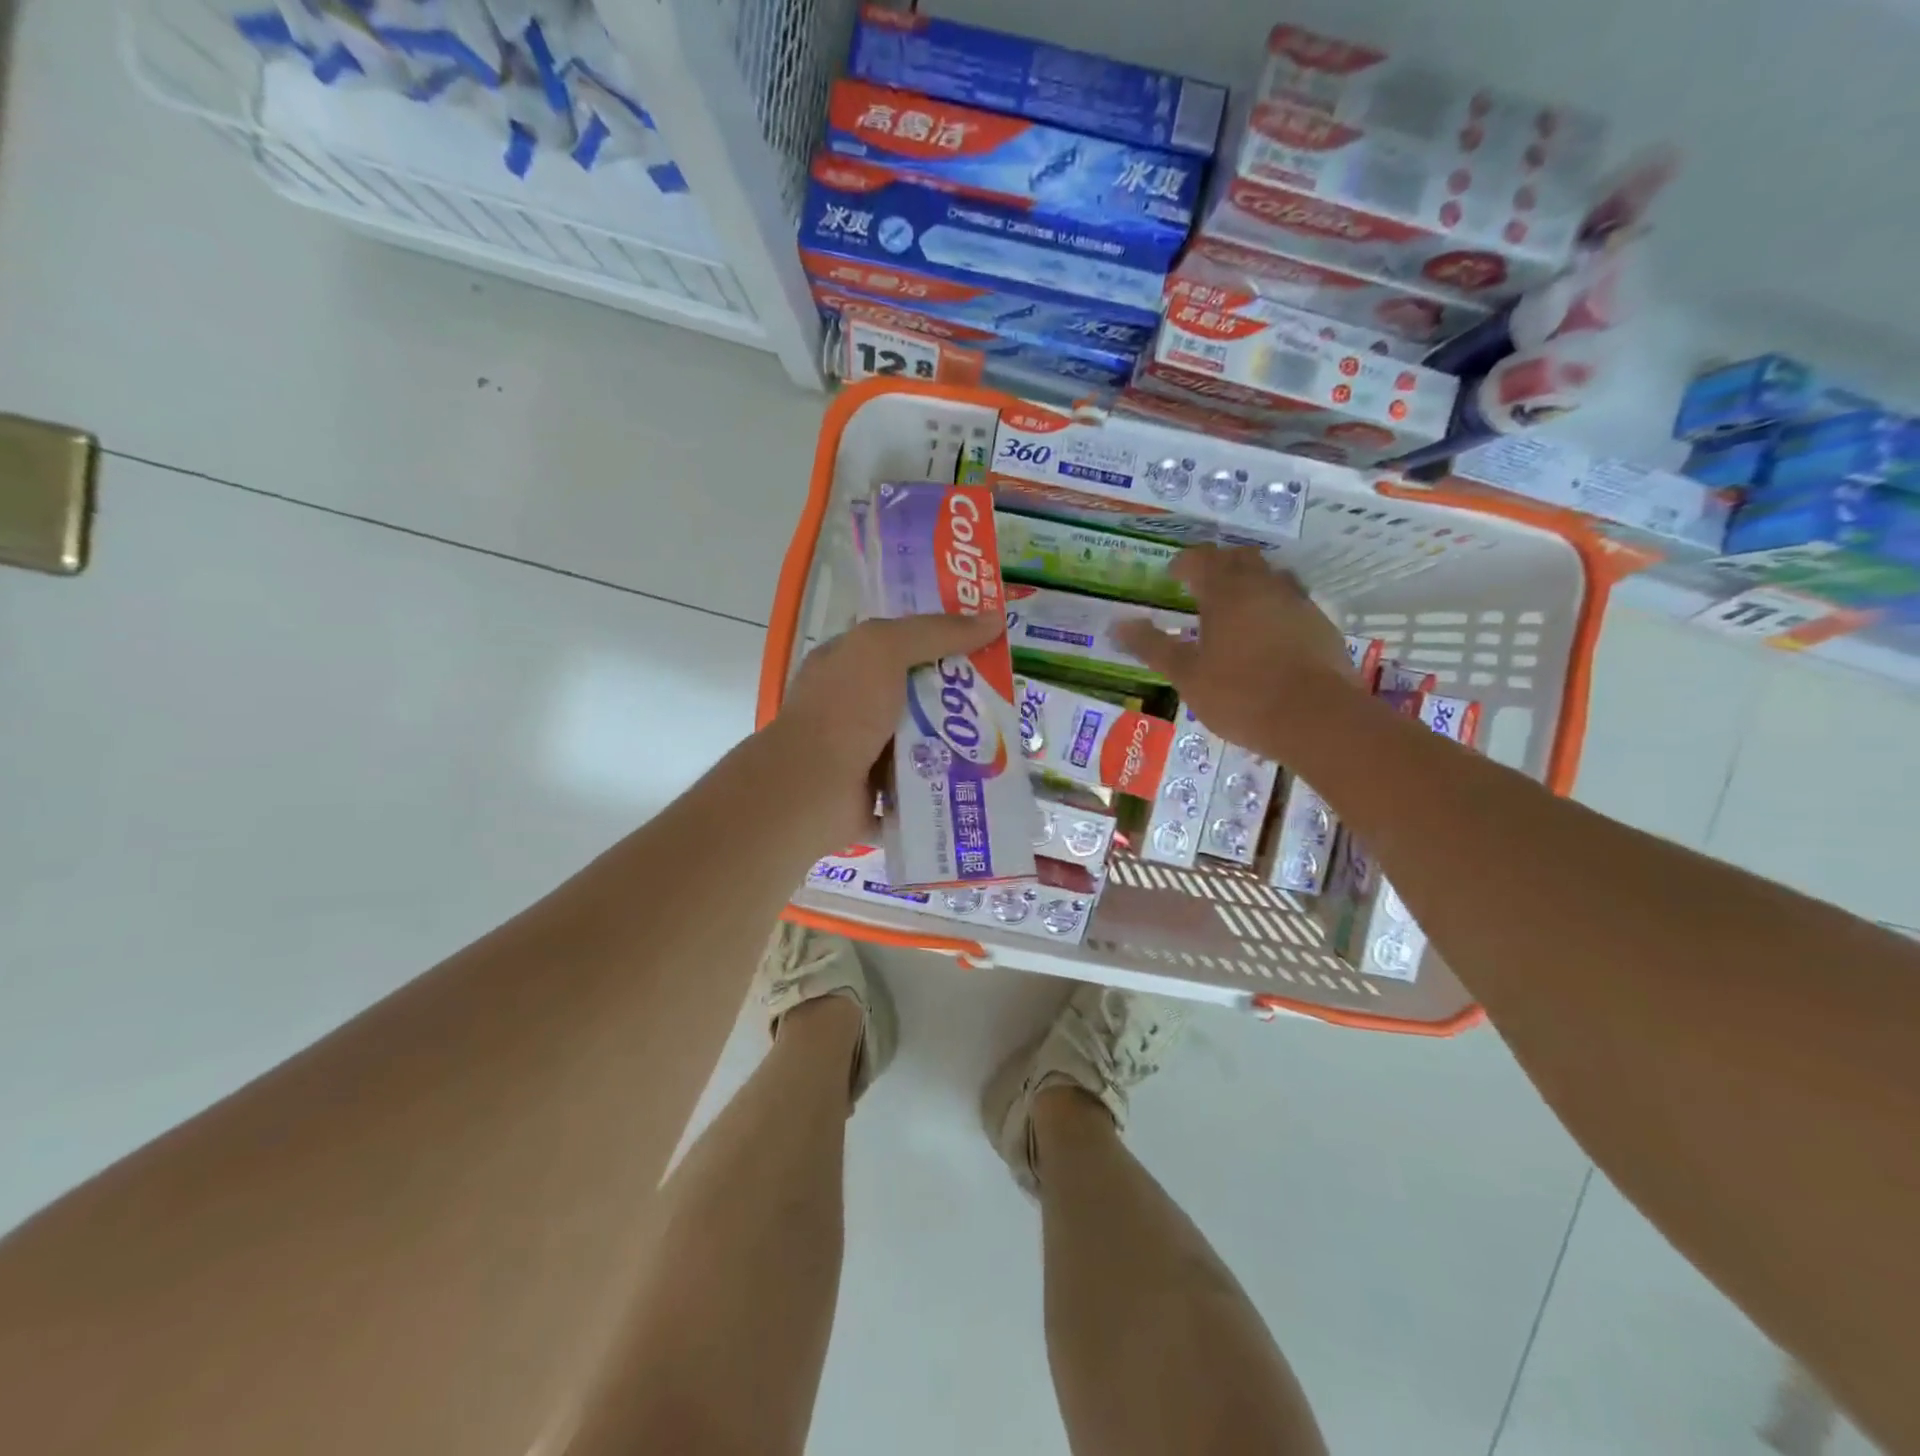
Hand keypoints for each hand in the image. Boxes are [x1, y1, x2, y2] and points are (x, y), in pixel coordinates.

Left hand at [770, 612, 1003, 845]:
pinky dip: (945, 782)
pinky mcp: (877, 792)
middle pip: (916, 692)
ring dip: (957, 741)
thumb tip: (994, 618)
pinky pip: (920, 782)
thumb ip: (936, 632)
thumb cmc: (843, 709)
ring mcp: (863, 752)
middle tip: (1005, 693)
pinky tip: (984, 777)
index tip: (984, 640)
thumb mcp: (884, 649)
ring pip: (922, 740)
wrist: (813, 789)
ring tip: (1004, 737)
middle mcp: (852, 706)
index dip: (938, 637)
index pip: (896, 642)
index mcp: (845, 665)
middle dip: (958, 693)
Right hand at [1114, 546, 1361, 757]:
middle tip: (1200, 587)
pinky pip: (1292, 602)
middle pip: (1239, 558)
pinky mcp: (1321, 625)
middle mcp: (1263, 586)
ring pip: (1270, 576)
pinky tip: (1267, 636)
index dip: (1182, 564)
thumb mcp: (1186, 675)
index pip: (1200, 559)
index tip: (1171, 577)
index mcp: (1225, 592)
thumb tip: (1118, 625)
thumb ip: (1153, 647)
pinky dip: (1274, 608)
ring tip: (1235, 609)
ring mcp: (1297, 603)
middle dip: (1217, 566)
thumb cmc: (1240, 694)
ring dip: (1250, 583)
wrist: (1316, 718)